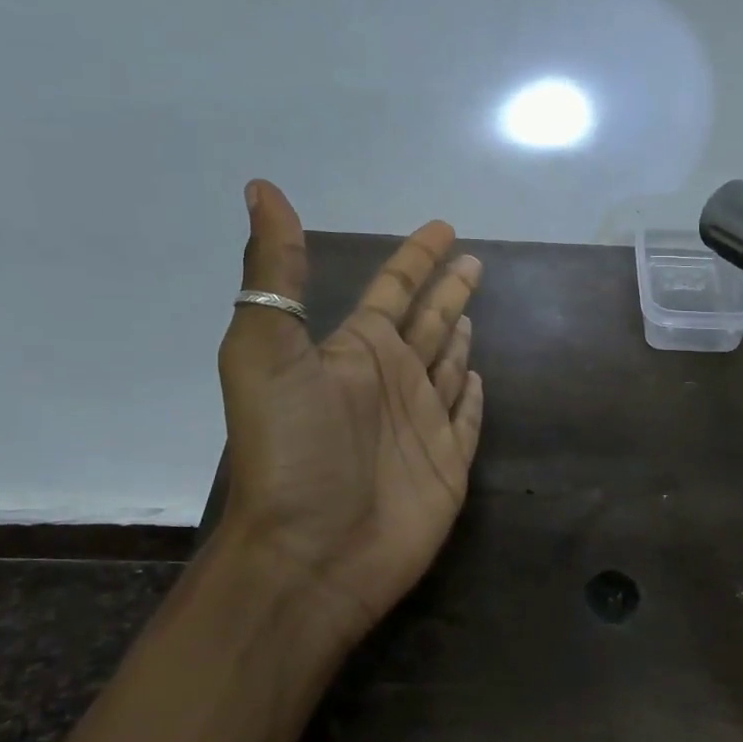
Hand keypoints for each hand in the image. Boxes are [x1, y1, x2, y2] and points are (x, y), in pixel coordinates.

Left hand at [214, 181, 484, 649]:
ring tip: (474, 313)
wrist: (312, 554)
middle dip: (449, 290)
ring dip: (460, 338)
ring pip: (449, 367)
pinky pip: (467, 418)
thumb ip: (274, 272)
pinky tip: (481, 379)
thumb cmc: (293, 450)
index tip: (443, 228)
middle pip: (428, 323)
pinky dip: (474, 397)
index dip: (416, 257)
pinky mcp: (447, 465)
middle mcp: (391, 381)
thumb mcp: (266, 351)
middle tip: (474, 262)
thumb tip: (261, 188)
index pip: (393, 289)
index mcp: (355, 351)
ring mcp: (421, 424)